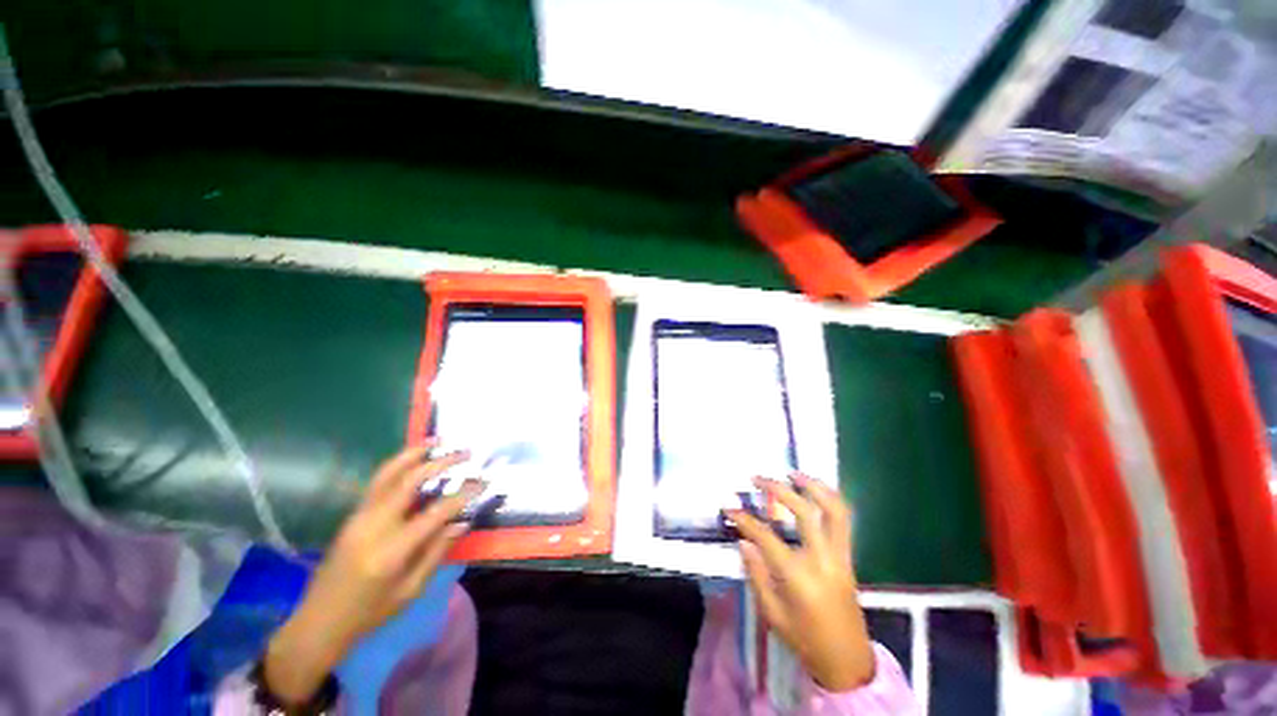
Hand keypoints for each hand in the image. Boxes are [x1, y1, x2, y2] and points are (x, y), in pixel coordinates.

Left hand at [263, 444, 483, 705]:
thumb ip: (437, 552)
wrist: (319, 622)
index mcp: (392, 551)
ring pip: (388, 474)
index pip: (435, 512)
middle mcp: (374, 526)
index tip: (483, 482)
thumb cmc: (369, 613)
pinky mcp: (353, 515)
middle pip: (409, 481)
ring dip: (414, 453)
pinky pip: (378, 482)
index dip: (463, 495)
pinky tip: (414, 459)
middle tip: (465, 453)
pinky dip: (399, 464)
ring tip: (437, 441)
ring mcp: (359, 517)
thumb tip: (462, 521)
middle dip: (441, 463)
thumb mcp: (410, 590)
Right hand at [726, 474, 873, 691]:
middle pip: (804, 511)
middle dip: (778, 489)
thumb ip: (756, 573)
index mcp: (798, 577)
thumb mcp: (771, 613)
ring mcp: (840, 556)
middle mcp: (823, 560)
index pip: (766, 536)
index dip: (744, 518)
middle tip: (757, 477)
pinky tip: (813, 491)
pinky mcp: (849, 557)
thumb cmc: (804, 640)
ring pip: (835, 510)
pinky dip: (829, 499)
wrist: (847, 662)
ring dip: (814, 486)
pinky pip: (843, 520)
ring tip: (793, 473)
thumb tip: (744, 540)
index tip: (728, 505)